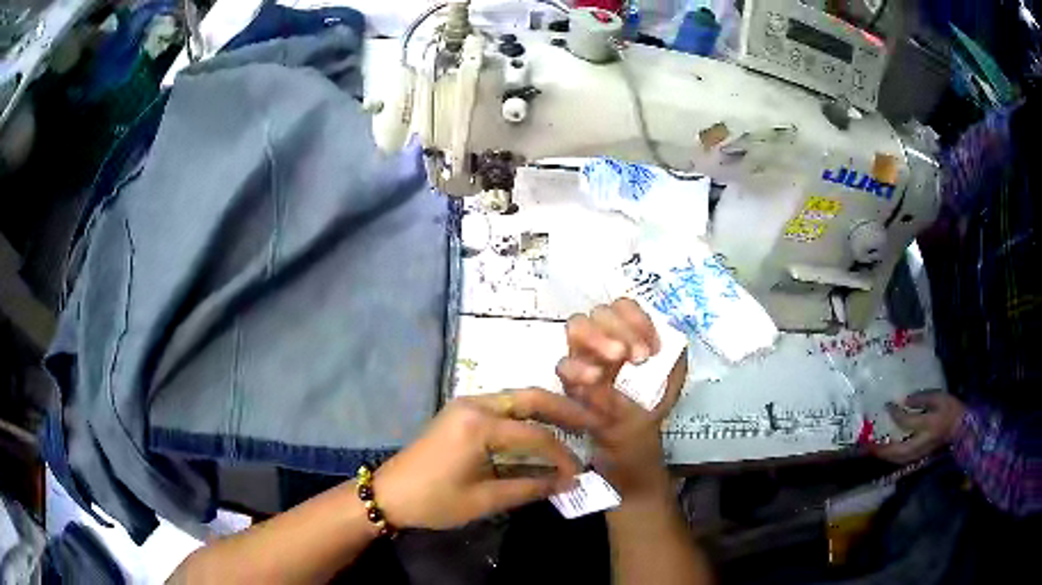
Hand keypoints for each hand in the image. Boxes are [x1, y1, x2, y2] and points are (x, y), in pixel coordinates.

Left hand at [373, 388, 596, 529]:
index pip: (535, 435)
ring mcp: (466, 405)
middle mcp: (475, 404)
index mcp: (479, 425)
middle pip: (530, 398)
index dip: (562, 455)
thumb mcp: (483, 500)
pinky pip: (503, 408)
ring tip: (574, 425)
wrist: (389, 493)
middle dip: (564, 409)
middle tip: (592, 422)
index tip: (578, 474)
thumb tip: (566, 483)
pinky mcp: (461, 413)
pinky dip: (526, 417)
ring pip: (517, 399)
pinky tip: (541, 431)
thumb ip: (528, 488)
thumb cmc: (434, 500)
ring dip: (546, 411)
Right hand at [556, 298, 687, 500]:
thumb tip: (672, 331)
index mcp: (625, 334)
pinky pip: (564, 365)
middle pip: (599, 312)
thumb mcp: (672, 381)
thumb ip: (676, 355)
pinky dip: (579, 368)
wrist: (634, 448)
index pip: (623, 306)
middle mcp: (601, 340)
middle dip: (619, 328)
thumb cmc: (650, 408)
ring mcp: (582, 358)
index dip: (637, 320)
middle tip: (637, 357)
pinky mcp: (568, 384)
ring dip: (597, 338)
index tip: (653, 350)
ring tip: (617, 359)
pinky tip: (596, 379)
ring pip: (576, 327)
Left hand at [874, 390, 965, 463]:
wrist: (962, 428)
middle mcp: (922, 442)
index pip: (906, 422)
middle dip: (883, 450)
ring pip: (899, 458)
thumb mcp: (939, 397)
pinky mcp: (921, 455)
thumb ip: (922, 399)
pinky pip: (904, 459)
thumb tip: (904, 401)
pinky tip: (886, 452)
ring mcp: (921, 452)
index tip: (887, 406)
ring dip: (886, 456)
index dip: (895, 414)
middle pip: (898, 451)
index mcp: (928, 425)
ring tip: (873, 451)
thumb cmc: (952, 409)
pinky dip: (893, 457)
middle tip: (868, 445)